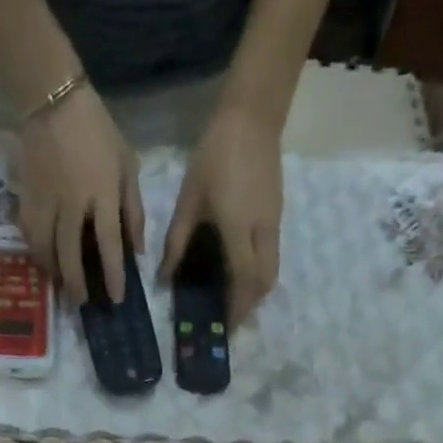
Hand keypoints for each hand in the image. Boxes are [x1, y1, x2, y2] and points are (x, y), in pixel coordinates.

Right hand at [17, 86, 143, 307]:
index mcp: (102, 193)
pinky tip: (43, 258)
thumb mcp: (127, 164)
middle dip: (76, 284)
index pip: (109, 244)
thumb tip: (137, 250)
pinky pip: (28, 233)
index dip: (113, 275)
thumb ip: (134, 209)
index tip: (116, 298)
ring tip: (60, 283)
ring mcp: (45, 200)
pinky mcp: (25, 195)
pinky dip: (36, 250)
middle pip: (71, 255)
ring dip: (53, 271)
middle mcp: (72, 202)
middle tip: (81, 302)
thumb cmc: (97, 131)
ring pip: (45, 249)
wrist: (52, 98)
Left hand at [160, 103, 283, 327]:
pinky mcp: (277, 215)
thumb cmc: (214, 155)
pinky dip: (259, 272)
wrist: (252, 117)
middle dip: (250, 305)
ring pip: (271, 271)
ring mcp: (274, 223)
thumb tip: (165, 277)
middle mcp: (262, 232)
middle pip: (265, 282)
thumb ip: (177, 242)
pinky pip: (272, 255)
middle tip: (230, 316)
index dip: (236, 307)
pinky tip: (240, 271)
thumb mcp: (189, 200)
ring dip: (256, 291)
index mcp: (238, 229)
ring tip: (235, 299)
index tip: (224, 326)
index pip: (243, 280)